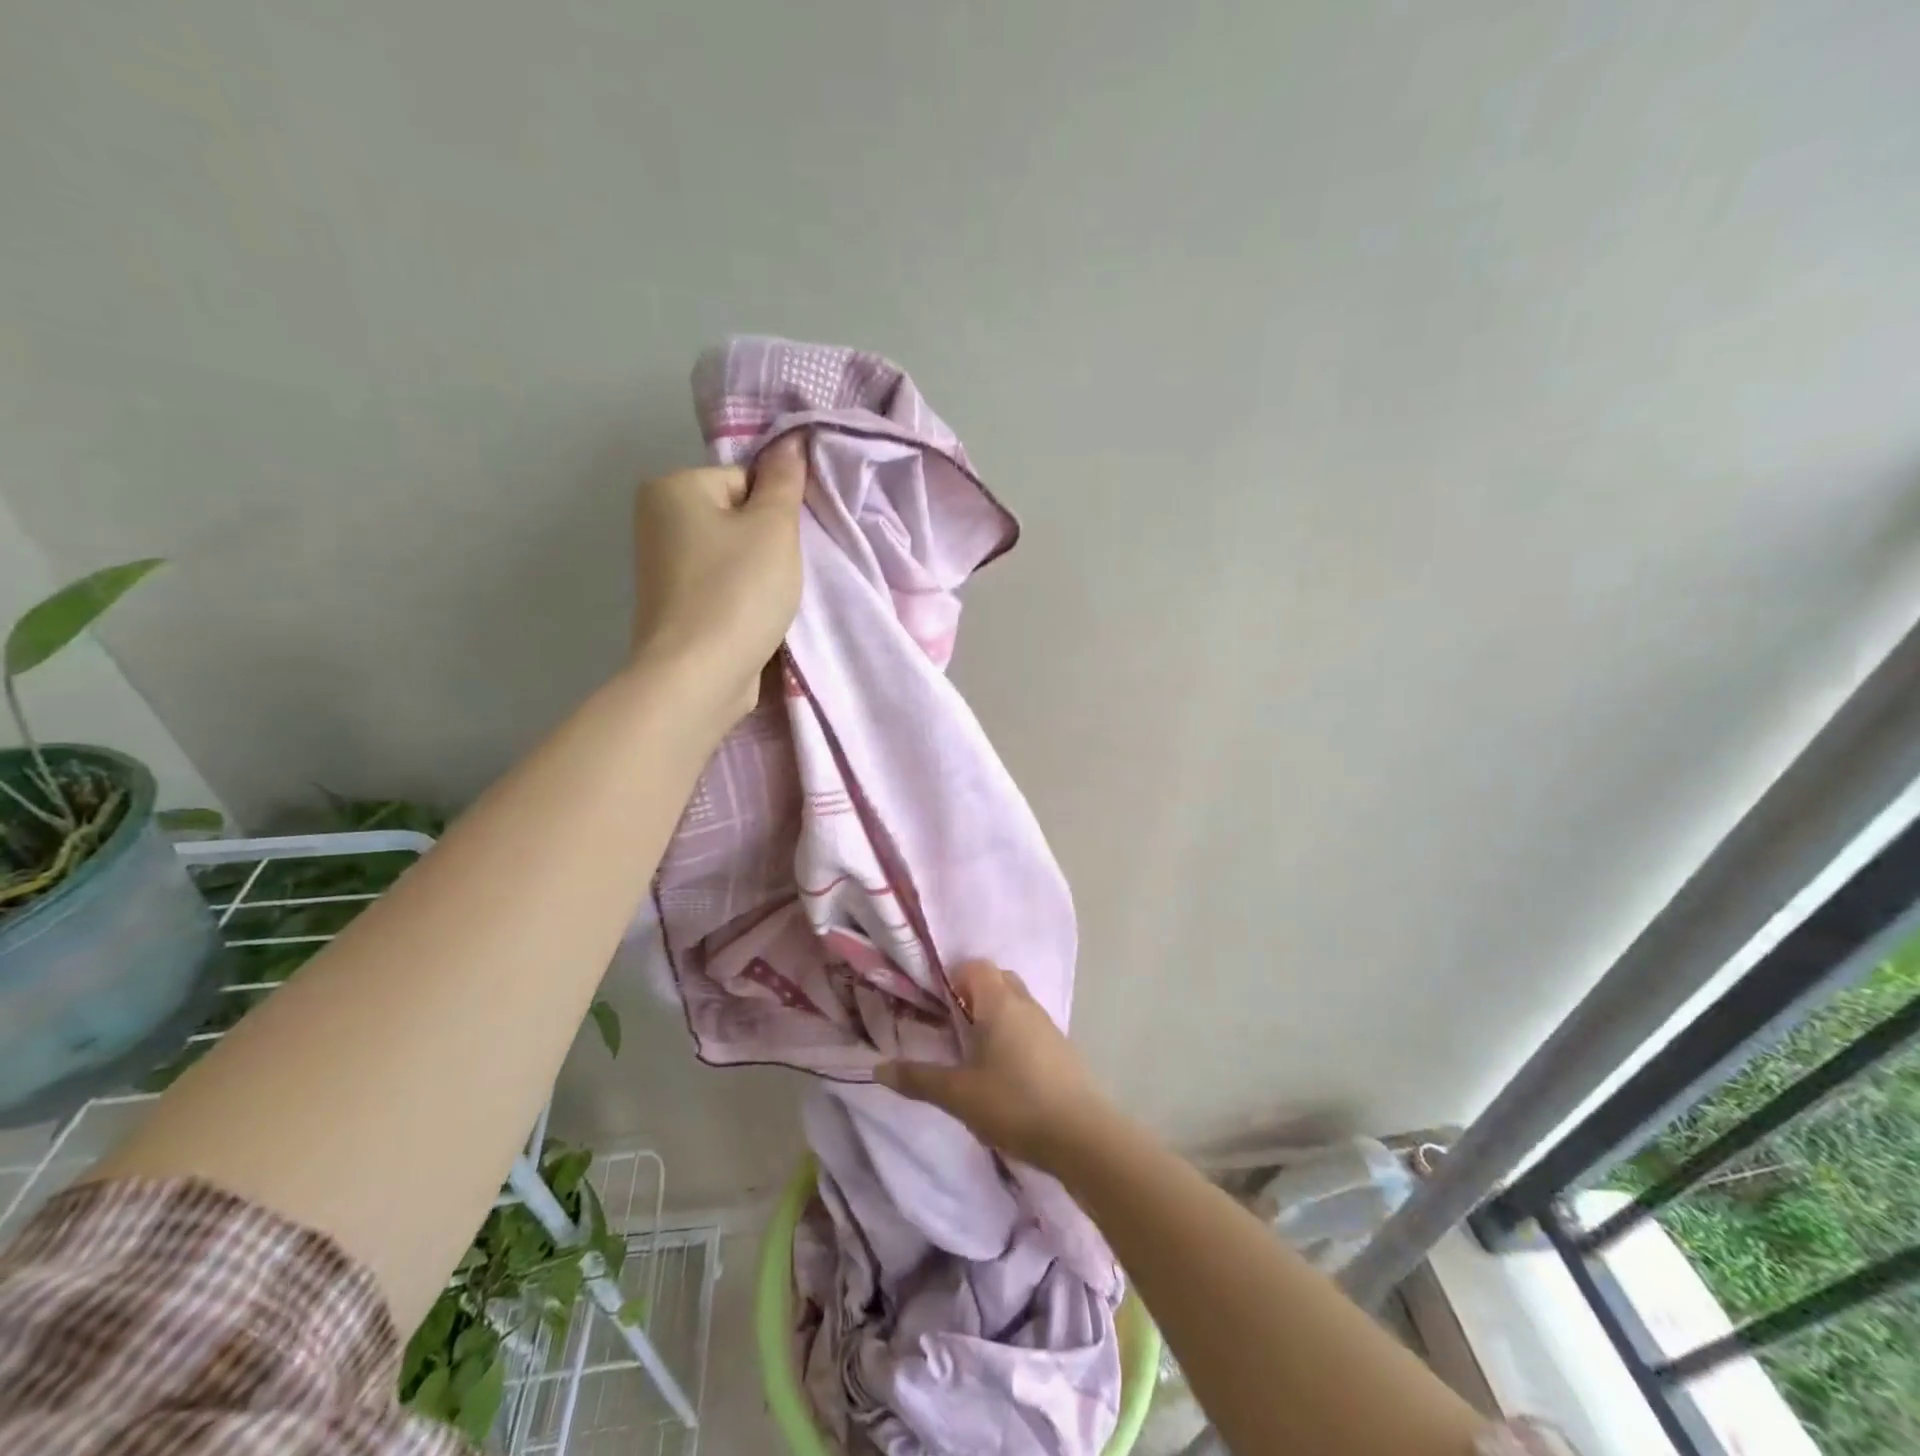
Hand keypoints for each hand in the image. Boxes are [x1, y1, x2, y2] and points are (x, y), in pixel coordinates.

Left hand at [630, 432, 807, 724]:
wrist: (698, 674)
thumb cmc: (738, 591)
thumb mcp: (774, 528)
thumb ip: (785, 481)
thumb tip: (792, 441)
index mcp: (672, 487)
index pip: (745, 480)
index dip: (775, 512)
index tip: (786, 547)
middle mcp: (656, 520)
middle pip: (737, 518)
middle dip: (766, 544)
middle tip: (782, 575)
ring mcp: (661, 568)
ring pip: (731, 556)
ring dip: (758, 575)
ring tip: (770, 602)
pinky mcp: (673, 607)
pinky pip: (720, 587)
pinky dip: (740, 599)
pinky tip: (753, 619)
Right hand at [878, 961, 1116, 1172]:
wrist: (1082, 1136)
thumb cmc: (1014, 1104)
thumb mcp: (958, 1095)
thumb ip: (918, 1079)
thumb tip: (878, 1068)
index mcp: (999, 1003)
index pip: (975, 966)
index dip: (953, 978)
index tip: (935, 1005)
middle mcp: (1025, 1004)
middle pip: (997, 980)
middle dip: (972, 994)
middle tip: (951, 1025)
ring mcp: (1048, 1025)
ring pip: (1015, 1003)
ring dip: (994, 1016)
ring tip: (973, 1051)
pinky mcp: (1061, 1049)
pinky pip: (1030, 1027)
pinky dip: (1013, 1036)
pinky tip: (1003, 1072)